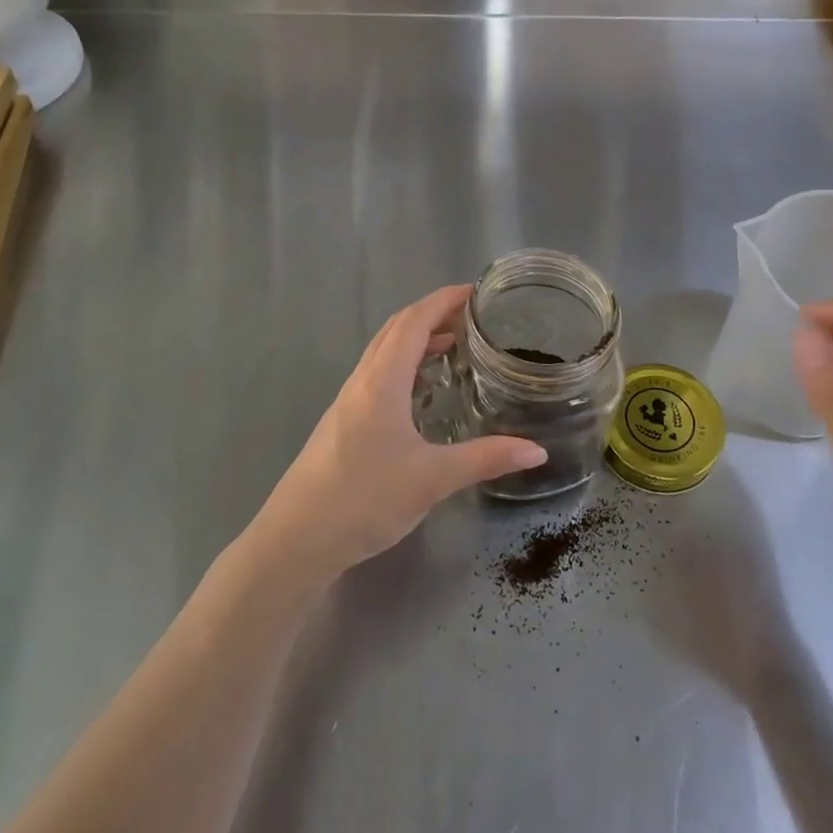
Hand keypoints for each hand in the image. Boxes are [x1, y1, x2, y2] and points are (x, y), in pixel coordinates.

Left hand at [255, 285, 547, 585]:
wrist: (295, 540)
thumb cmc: (363, 499)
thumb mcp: (432, 479)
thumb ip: (486, 459)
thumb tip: (537, 452)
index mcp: (382, 381)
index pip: (413, 321)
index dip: (443, 300)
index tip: (475, 291)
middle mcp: (362, 382)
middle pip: (396, 330)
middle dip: (433, 314)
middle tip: (472, 318)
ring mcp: (347, 402)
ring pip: (384, 353)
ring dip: (417, 341)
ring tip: (454, 348)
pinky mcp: (342, 423)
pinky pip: (377, 376)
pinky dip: (404, 366)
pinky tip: (421, 394)